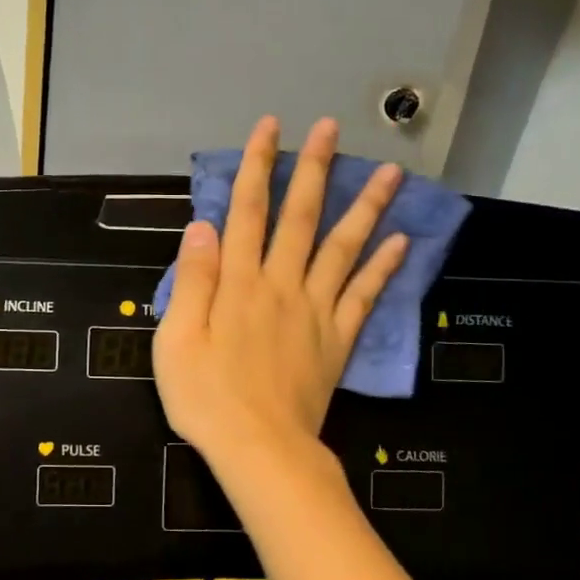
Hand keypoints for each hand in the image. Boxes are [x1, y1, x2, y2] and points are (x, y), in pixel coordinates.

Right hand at [153, 116, 407, 467]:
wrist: (260, 451)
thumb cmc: (206, 396)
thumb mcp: (176, 338)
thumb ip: (192, 280)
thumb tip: (202, 225)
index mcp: (238, 283)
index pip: (247, 211)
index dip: (258, 166)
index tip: (271, 128)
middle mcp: (281, 285)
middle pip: (300, 217)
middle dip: (314, 168)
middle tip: (332, 127)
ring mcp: (315, 311)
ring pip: (343, 248)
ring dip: (366, 207)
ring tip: (390, 171)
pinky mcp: (337, 339)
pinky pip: (364, 297)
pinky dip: (384, 267)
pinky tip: (402, 240)